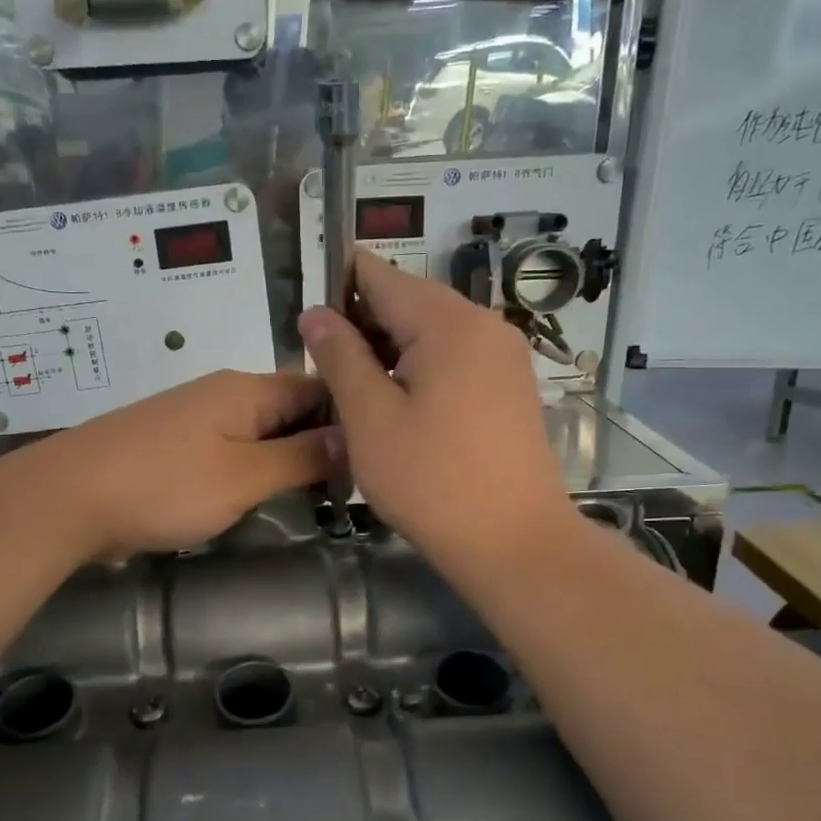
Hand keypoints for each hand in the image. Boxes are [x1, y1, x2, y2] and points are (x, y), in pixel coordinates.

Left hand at [28, 370, 330, 561]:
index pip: (318, 389)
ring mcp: (192, 418)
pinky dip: (248, 470)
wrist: (67, 498)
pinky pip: (226, 449)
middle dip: (318, 445)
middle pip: (288, 410)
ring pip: (257, 432)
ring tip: (312, 499)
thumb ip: (301, 456)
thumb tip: (354, 435)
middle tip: (347, 490)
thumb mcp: (245, 476)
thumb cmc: (164, 485)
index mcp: (247, 389)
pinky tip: (255, 498)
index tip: (374, 460)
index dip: (350, 420)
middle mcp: (222, 393)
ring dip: (283, 460)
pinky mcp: (171, 445)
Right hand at [299, 252, 575, 569]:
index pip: (380, 276)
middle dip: (361, 324)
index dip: (336, 286)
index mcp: (448, 322)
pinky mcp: (511, 386)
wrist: (516, 543)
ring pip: (431, 333)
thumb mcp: (370, 419)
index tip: (304, 318)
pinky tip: (396, 405)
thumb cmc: (432, 482)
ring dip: (388, 350)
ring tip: (352, 390)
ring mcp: (504, 356)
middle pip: (408, 301)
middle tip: (321, 366)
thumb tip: (315, 313)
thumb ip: (340, 357)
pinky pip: (455, 358)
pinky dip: (419, 369)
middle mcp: (484, 324)